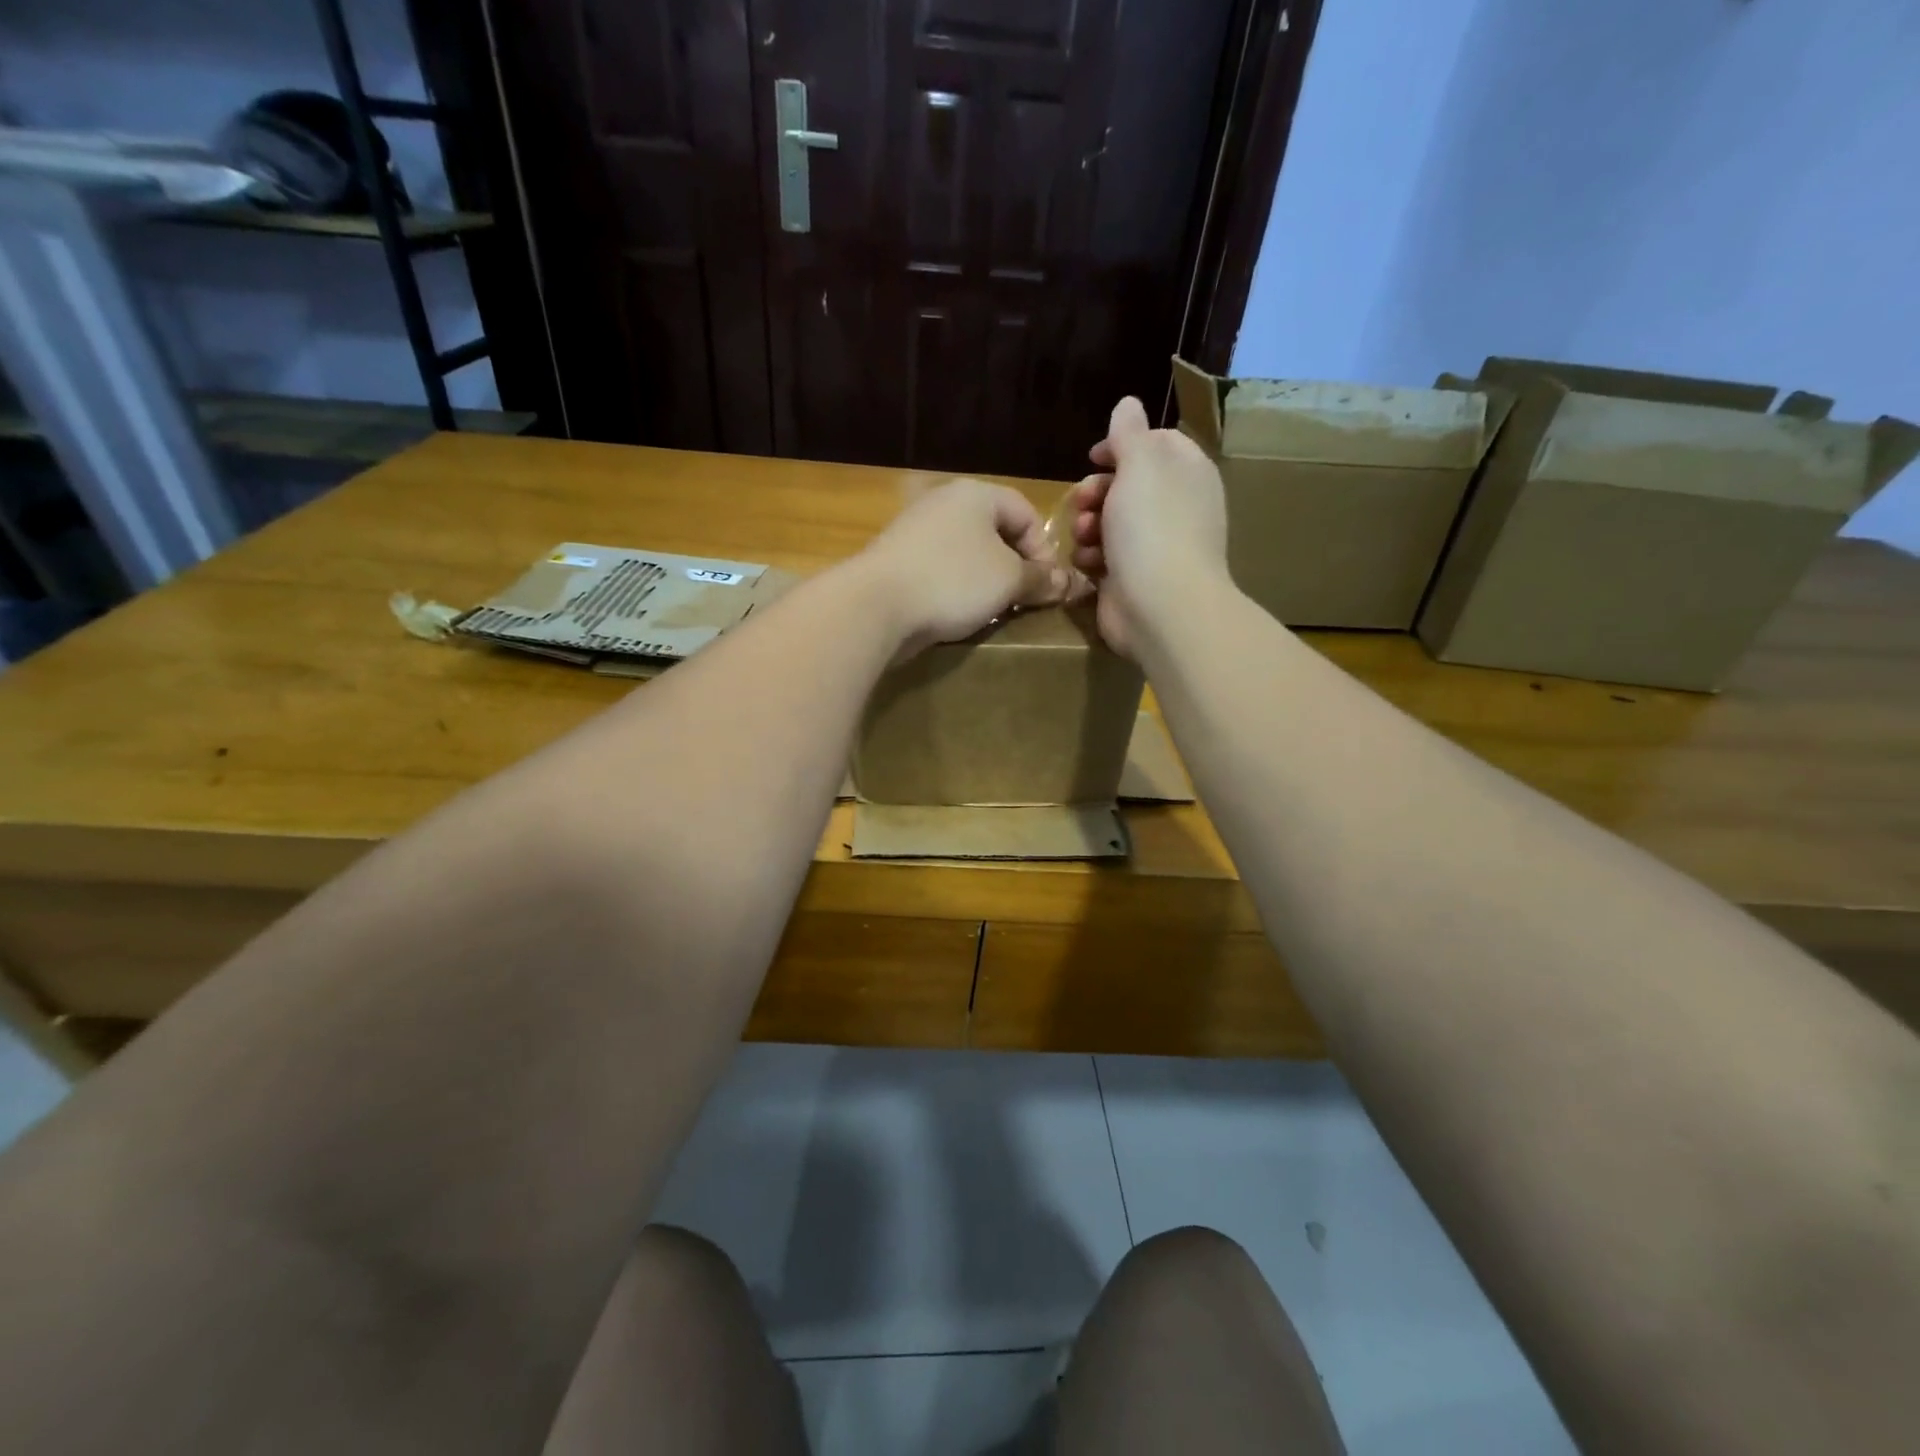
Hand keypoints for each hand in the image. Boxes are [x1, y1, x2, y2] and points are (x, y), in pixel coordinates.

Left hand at [857, 477, 1067, 656]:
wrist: (876, 605)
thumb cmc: (953, 580)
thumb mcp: (1009, 580)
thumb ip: (1040, 579)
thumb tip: (1064, 583)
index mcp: (975, 494)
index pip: (1026, 512)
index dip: (1044, 549)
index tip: (1047, 586)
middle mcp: (943, 503)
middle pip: (995, 532)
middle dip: (1015, 567)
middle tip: (1023, 600)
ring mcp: (915, 532)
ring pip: (967, 554)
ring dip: (985, 582)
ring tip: (993, 611)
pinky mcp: (897, 561)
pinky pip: (940, 571)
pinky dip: (955, 590)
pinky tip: (957, 614)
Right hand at [1069, 397, 1229, 654]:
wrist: (1160, 607)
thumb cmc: (1152, 528)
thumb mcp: (1140, 465)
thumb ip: (1130, 432)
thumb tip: (1129, 404)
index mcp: (1187, 473)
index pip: (1155, 444)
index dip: (1122, 446)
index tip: (1094, 456)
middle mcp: (1175, 507)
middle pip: (1126, 485)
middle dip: (1096, 491)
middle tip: (1082, 502)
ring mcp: (1154, 546)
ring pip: (1110, 523)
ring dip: (1088, 525)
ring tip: (1084, 537)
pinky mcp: (1133, 579)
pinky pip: (1104, 558)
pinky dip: (1092, 558)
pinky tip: (1087, 564)